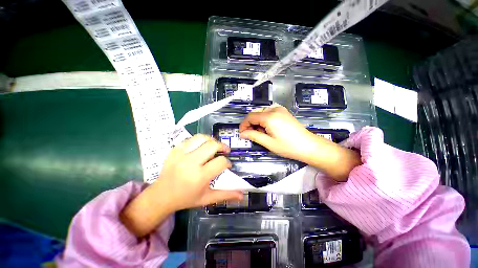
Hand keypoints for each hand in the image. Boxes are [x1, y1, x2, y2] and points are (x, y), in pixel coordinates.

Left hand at [120, 135, 242, 236]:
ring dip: (211, 140)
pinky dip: (200, 141)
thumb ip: (225, 194)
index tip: (226, 166)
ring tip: (214, 146)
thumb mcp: (207, 198)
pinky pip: (191, 139)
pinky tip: (201, 147)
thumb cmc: (186, 198)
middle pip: (212, 145)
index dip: (227, 162)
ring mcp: (181, 154)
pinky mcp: (174, 150)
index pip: (220, 162)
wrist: (161, 195)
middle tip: (224, 151)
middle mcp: (190, 163)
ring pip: (202, 138)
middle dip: (222, 146)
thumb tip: (241, 195)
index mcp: (200, 177)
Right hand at [238, 104, 318, 161]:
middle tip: (250, 135)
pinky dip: (264, 119)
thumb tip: (242, 133)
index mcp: (269, 117)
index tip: (242, 133)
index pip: (250, 117)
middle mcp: (274, 109)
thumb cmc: (288, 146)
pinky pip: (269, 112)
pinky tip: (267, 128)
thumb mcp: (268, 143)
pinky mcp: (284, 112)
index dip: (243, 125)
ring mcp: (280, 109)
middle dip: (250, 123)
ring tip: (260, 133)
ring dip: (257, 121)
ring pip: (261, 112)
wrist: (308, 146)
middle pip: (255, 113)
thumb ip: (253, 136)